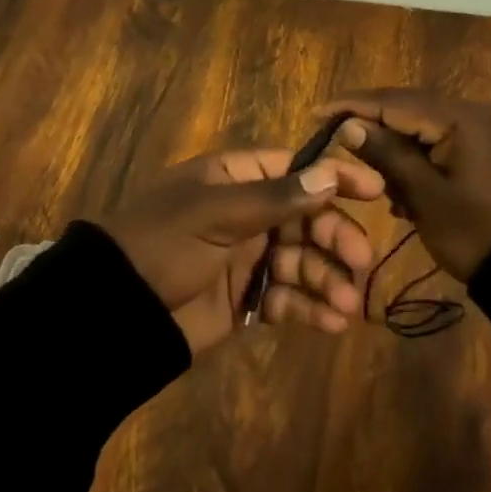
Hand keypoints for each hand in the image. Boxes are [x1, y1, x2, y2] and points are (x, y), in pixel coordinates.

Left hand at [101, 149, 385, 354]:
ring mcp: (247, 257)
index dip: (333, 177)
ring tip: (347, 306)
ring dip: (327, 279)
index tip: (374, 190)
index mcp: (234, 179)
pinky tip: (330, 323)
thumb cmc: (164, 243)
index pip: (294, 168)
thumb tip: (330, 173)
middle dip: (335, 237)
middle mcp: (245, 213)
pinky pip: (287, 298)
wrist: (116, 312)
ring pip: (301, 261)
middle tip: (360, 260)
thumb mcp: (216, 213)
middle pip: (306, 217)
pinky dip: (309, 308)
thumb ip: (276, 198)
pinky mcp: (246, 299)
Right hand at [320, 89, 490, 282]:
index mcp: (457, 118)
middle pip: (407, 108)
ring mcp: (481, 133)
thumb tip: (349, 126)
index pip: (392, 102)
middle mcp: (470, 114)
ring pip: (422, 127)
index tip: (315, 112)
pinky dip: (416, 159)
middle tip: (333, 136)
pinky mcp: (485, 153)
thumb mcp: (425, 195)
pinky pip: (440, 144)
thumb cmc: (476, 231)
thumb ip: (387, 155)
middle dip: (370, 124)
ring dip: (393, 146)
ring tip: (368, 172)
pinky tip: (401, 189)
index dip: (351, 106)